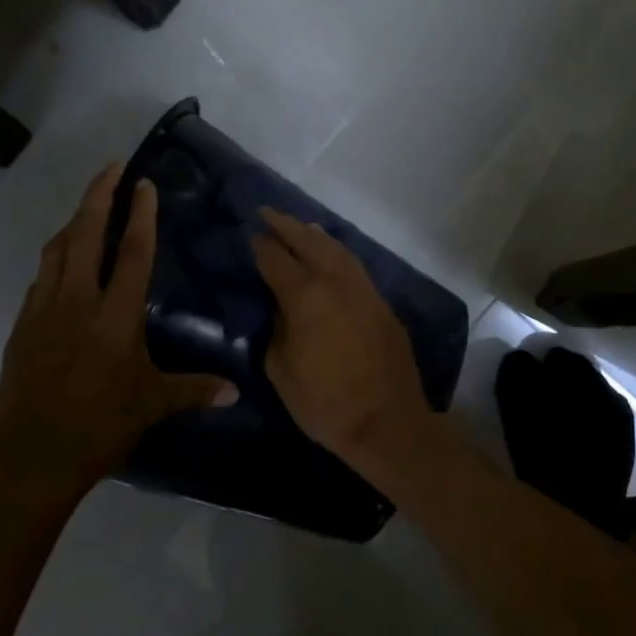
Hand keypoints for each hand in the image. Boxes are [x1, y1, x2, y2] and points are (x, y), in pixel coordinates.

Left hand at [0, 164, 234, 491]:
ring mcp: (43, 310)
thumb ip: (195, 389)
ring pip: (56, 250)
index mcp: (115, 315)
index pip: (132, 252)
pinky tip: (65, 264)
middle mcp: (78, 301)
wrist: (34, 456)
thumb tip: (236, 392)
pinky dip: (56, 258)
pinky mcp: (22, 326)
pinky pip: (41, 278)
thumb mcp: (153, 405)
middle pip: (85, 233)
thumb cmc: (101, 426)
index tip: (143, 184)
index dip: (140, 214)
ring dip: (73, 222)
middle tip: (111, 167)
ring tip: (88, 208)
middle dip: (98, 195)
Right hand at [251, 210, 434, 468]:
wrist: (387, 422)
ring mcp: (365, 290)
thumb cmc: (325, 402)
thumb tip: (282, 309)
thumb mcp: (281, 369)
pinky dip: (339, 255)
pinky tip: (332, 258)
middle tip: (267, 213)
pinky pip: (356, 267)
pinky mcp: (383, 305)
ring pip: (339, 249)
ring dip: (316, 235)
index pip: (275, 258)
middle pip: (309, 241)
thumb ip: (277, 330)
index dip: (259, 245)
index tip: (248, 234)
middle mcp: (337, 281)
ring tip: (301, 228)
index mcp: (306, 295)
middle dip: (286, 225)